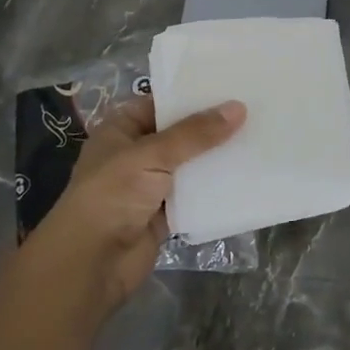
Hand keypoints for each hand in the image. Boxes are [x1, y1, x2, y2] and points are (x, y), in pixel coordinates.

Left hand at [25, 95, 245, 318]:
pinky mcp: (164, 214)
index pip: (161, 103)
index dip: (192, 95)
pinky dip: (215, 189)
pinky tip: (246, 175)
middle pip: (180, 134)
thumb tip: (238, 107)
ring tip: (258, 138)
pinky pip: (195, 195)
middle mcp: (135, 154)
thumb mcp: (152, 155)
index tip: (231, 85)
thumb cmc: (112, 195)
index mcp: (122, 129)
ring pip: (190, 165)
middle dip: (212, 127)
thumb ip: (196, 134)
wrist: (91, 264)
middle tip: (254, 109)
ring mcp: (150, 185)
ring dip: (216, 158)